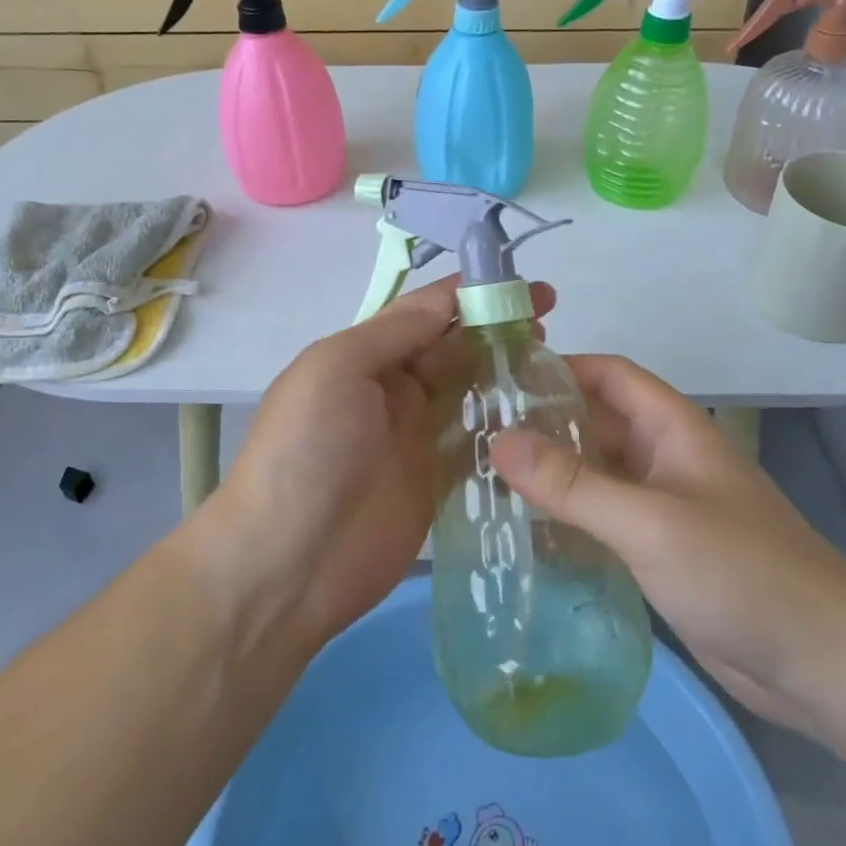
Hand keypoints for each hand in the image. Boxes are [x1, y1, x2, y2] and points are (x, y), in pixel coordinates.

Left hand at [209, 275, 554, 652]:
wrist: (289, 561)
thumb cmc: (308, 449)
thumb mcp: (337, 368)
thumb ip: (394, 333)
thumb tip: (446, 299)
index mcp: (365, 355)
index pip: (426, 312)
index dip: (472, 294)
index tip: (524, 285)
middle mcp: (393, 390)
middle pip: (453, 350)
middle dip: (496, 331)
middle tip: (551, 324)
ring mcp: (417, 438)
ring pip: (470, 393)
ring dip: (505, 375)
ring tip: (556, 366)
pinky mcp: (437, 483)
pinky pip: (477, 444)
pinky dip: (506, 429)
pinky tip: (544, 419)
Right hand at [490, 355, 845, 733]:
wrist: (824, 664)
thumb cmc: (740, 572)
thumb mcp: (648, 522)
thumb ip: (572, 483)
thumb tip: (498, 443)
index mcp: (673, 429)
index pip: (610, 375)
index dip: (561, 368)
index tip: (502, 382)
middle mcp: (666, 459)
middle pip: (598, 425)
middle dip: (544, 425)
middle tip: (478, 438)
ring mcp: (665, 508)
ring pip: (598, 475)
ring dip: (553, 476)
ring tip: (488, 483)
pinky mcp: (662, 553)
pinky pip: (606, 521)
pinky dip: (570, 520)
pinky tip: (528, 535)